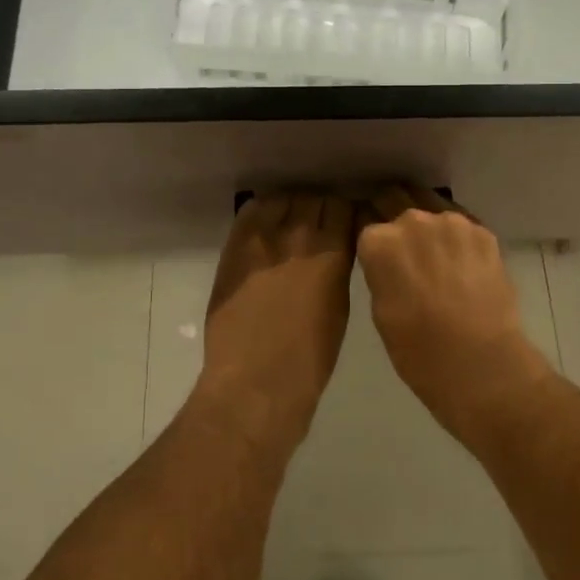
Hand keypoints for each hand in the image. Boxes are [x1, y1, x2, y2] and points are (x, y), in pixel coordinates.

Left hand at [197, 191, 355, 441]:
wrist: (256, 381)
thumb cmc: (310, 357)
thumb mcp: (339, 306)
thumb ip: (337, 268)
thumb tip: (332, 251)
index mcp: (333, 252)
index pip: (343, 207)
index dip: (344, 214)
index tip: (343, 224)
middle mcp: (299, 235)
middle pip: (314, 198)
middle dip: (319, 208)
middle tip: (317, 226)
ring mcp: (263, 238)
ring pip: (282, 199)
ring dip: (291, 207)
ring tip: (290, 224)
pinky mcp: (235, 247)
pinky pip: (250, 212)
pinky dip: (262, 212)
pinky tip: (265, 227)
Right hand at [356, 186, 553, 432]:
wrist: (481, 364)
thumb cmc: (418, 350)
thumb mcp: (381, 310)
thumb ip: (381, 272)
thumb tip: (390, 261)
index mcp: (379, 242)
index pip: (366, 226)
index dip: (370, 240)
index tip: (376, 253)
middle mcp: (412, 220)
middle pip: (395, 200)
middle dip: (394, 218)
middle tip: (403, 248)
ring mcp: (452, 222)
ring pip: (431, 208)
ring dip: (428, 225)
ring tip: (436, 254)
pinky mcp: (483, 231)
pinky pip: (462, 225)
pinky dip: (457, 238)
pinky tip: (461, 262)